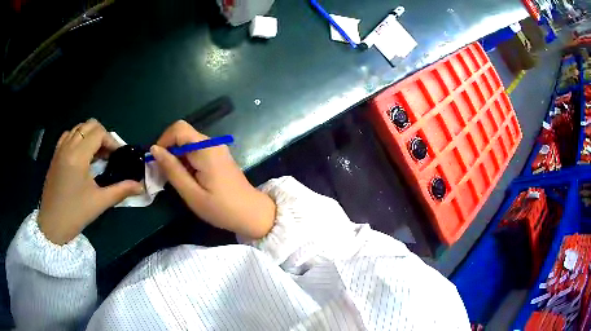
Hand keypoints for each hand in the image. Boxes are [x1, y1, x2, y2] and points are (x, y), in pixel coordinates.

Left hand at [38, 119, 143, 244]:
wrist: (51, 225)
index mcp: (78, 156)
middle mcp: (68, 146)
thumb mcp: (99, 203)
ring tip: (95, 154)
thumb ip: (121, 190)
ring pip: (78, 128)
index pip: (98, 133)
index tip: (117, 156)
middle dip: (102, 136)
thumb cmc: (75, 214)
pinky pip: (68, 135)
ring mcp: (59, 149)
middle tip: (108, 154)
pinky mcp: (55, 155)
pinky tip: (81, 153)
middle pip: (89, 125)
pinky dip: (78, 138)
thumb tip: (140, 186)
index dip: (111, 141)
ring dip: (90, 136)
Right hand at [150, 120, 275, 238]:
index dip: (163, 141)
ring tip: (177, 180)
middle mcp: (212, 143)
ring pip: (188, 143)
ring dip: (177, 157)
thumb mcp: (191, 193)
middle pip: (182, 135)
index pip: (178, 128)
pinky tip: (188, 179)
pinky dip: (186, 160)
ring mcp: (217, 148)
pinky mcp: (218, 155)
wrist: (252, 214)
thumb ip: (172, 169)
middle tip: (164, 175)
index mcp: (205, 149)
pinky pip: (196, 150)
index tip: (157, 162)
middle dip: (169, 151)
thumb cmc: (221, 208)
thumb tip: (154, 149)